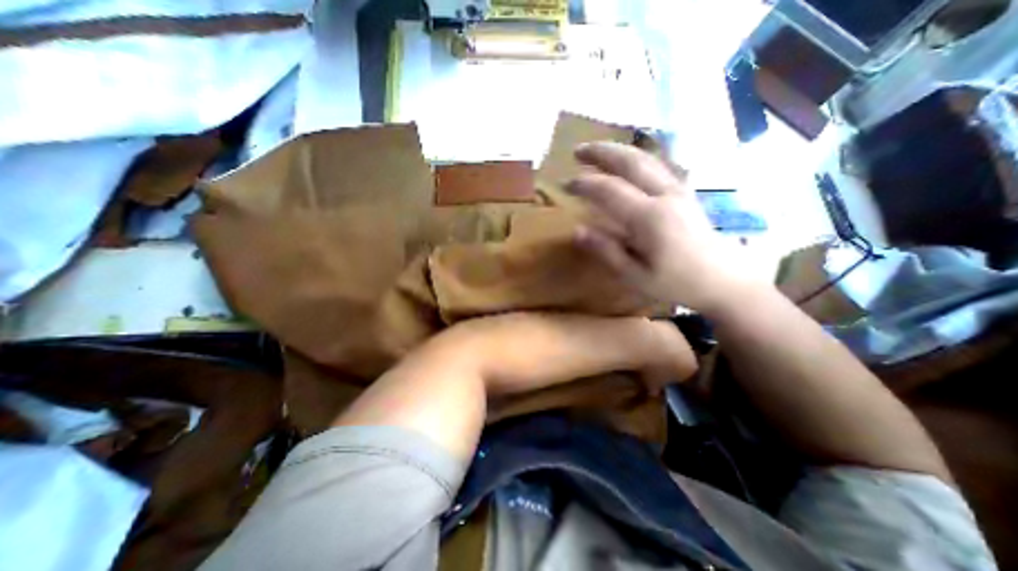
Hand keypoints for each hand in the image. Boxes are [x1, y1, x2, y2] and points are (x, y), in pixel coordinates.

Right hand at [568, 140, 758, 314]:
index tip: (564, 185)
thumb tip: (577, 231)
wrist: (722, 280)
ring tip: (598, 151)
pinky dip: (638, 158)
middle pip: (630, 161)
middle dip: (601, 152)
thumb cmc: (675, 283)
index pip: (609, 190)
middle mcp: (665, 195)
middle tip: (578, 151)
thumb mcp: (634, 276)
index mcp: (649, 218)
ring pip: (647, 158)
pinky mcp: (685, 192)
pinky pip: (659, 165)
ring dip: (619, 151)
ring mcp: (679, 190)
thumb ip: (606, 250)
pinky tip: (629, 161)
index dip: (584, 184)